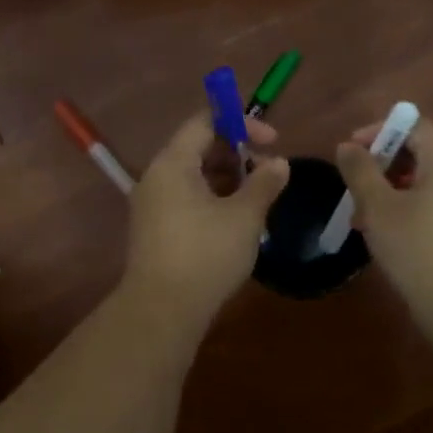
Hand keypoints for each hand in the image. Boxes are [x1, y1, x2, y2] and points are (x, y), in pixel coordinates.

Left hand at [123, 111, 289, 330]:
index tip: (271, 140)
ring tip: (258, 200)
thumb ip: (264, 183)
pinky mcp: (155, 229)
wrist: (162, 311)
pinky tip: (237, 221)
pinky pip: (186, 199)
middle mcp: (156, 177)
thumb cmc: (206, 254)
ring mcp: (152, 205)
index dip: (240, 123)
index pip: (204, 122)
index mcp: (173, 163)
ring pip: (194, 176)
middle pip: (198, 148)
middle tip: (268, 173)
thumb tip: (279, 163)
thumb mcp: (244, 217)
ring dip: (228, 179)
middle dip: (237, 154)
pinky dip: (213, 199)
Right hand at [335, 117, 432, 325]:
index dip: (380, 130)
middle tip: (354, 185)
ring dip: (390, 190)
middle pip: (420, 153)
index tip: (352, 151)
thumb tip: (347, 146)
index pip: (415, 125)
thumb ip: (360, 171)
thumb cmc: (418, 249)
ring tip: (363, 216)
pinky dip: (407, 209)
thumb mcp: (378, 208)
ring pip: (425, 183)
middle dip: (381, 164)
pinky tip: (386, 236)